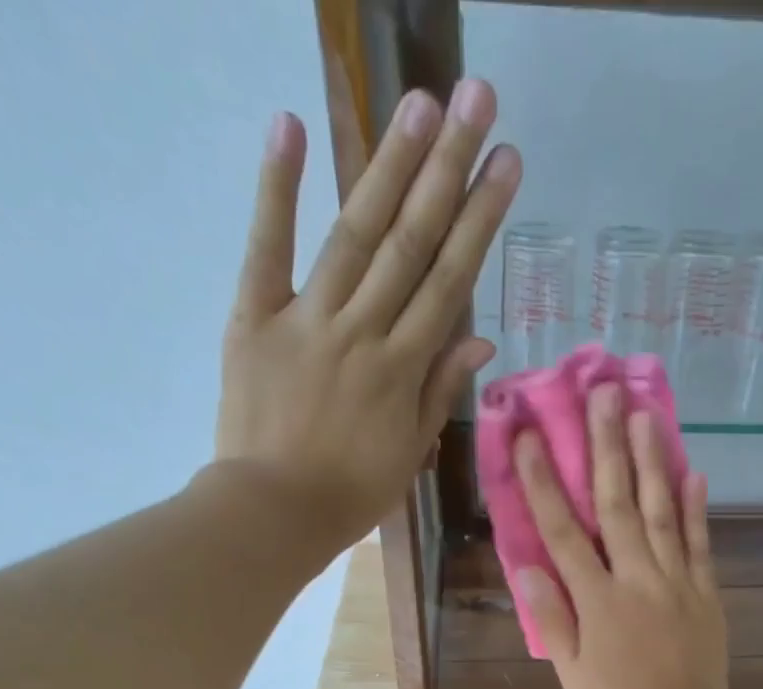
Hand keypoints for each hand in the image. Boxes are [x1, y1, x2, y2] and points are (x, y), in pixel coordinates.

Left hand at [210, 82, 518, 555]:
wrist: (273, 512)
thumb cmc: (350, 494)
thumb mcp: (409, 453)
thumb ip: (439, 391)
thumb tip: (479, 341)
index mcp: (402, 370)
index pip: (449, 284)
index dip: (480, 223)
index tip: (508, 167)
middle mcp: (362, 332)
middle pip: (411, 244)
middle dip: (448, 172)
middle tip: (476, 101)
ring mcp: (306, 319)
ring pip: (355, 236)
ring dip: (388, 166)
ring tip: (421, 104)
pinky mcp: (254, 317)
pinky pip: (266, 248)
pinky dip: (276, 189)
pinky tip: (291, 126)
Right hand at [515, 383, 735, 688]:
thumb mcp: (571, 673)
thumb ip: (553, 617)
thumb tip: (528, 566)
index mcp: (597, 601)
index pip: (563, 531)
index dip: (544, 481)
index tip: (531, 435)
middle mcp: (637, 580)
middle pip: (618, 504)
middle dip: (607, 446)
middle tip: (603, 393)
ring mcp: (678, 584)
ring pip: (663, 512)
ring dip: (653, 461)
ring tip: (647, 414)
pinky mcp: (707, 596)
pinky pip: (701, 545)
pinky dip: (698, 509)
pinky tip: (695, 472)